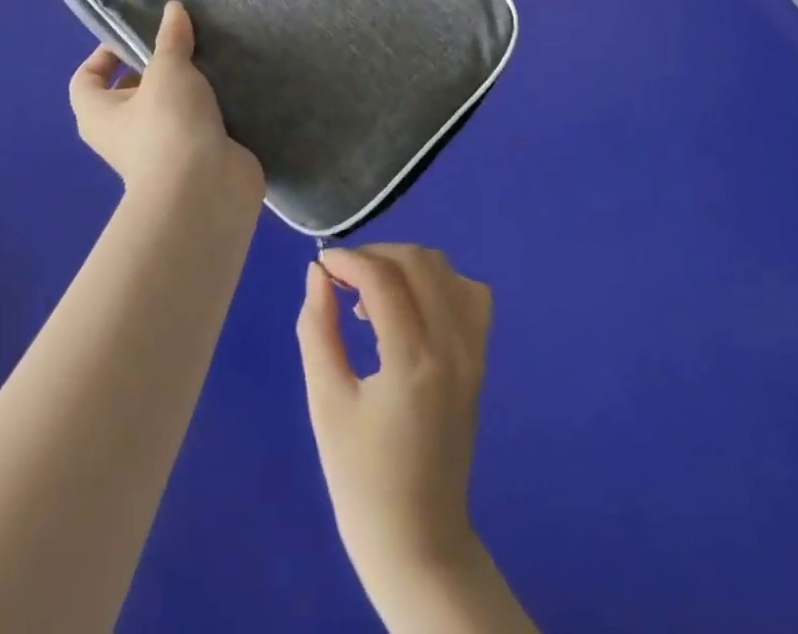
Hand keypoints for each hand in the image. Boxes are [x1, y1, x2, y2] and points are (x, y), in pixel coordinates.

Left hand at [68, 1, 260, 199]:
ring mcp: (160, 150)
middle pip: (131, 92)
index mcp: (99, 114)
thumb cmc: (168, 125)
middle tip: (183, 41)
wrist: (205, 190)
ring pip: (169, 108)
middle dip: (156, 66)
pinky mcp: (194, 158)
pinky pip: (198, 124)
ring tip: (211, 57)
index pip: (86, 79)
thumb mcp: (168, 70)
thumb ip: (171, 39)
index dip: (104, 54)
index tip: (136, 35)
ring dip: (188, 87)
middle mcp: (123, 134)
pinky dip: (211, 108)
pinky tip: (231, 85)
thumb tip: (173, 9)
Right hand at [296, 244, 493, 598]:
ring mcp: (473, 354)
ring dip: (405, 265)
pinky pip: (470, 296)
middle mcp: (452, 348)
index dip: (347, 259)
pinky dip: (439, 283)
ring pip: (446, 271)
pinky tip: (411, 307)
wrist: (418, 542)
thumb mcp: (325, 402)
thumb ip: (318, 328)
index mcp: (412, 362)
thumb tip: (317, 274)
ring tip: (372, 295)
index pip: (382, 278)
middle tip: (342, 280)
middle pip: (419, 262)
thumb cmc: (360, 479)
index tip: (322, 265)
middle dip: (375, 255)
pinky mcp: (480, 362)